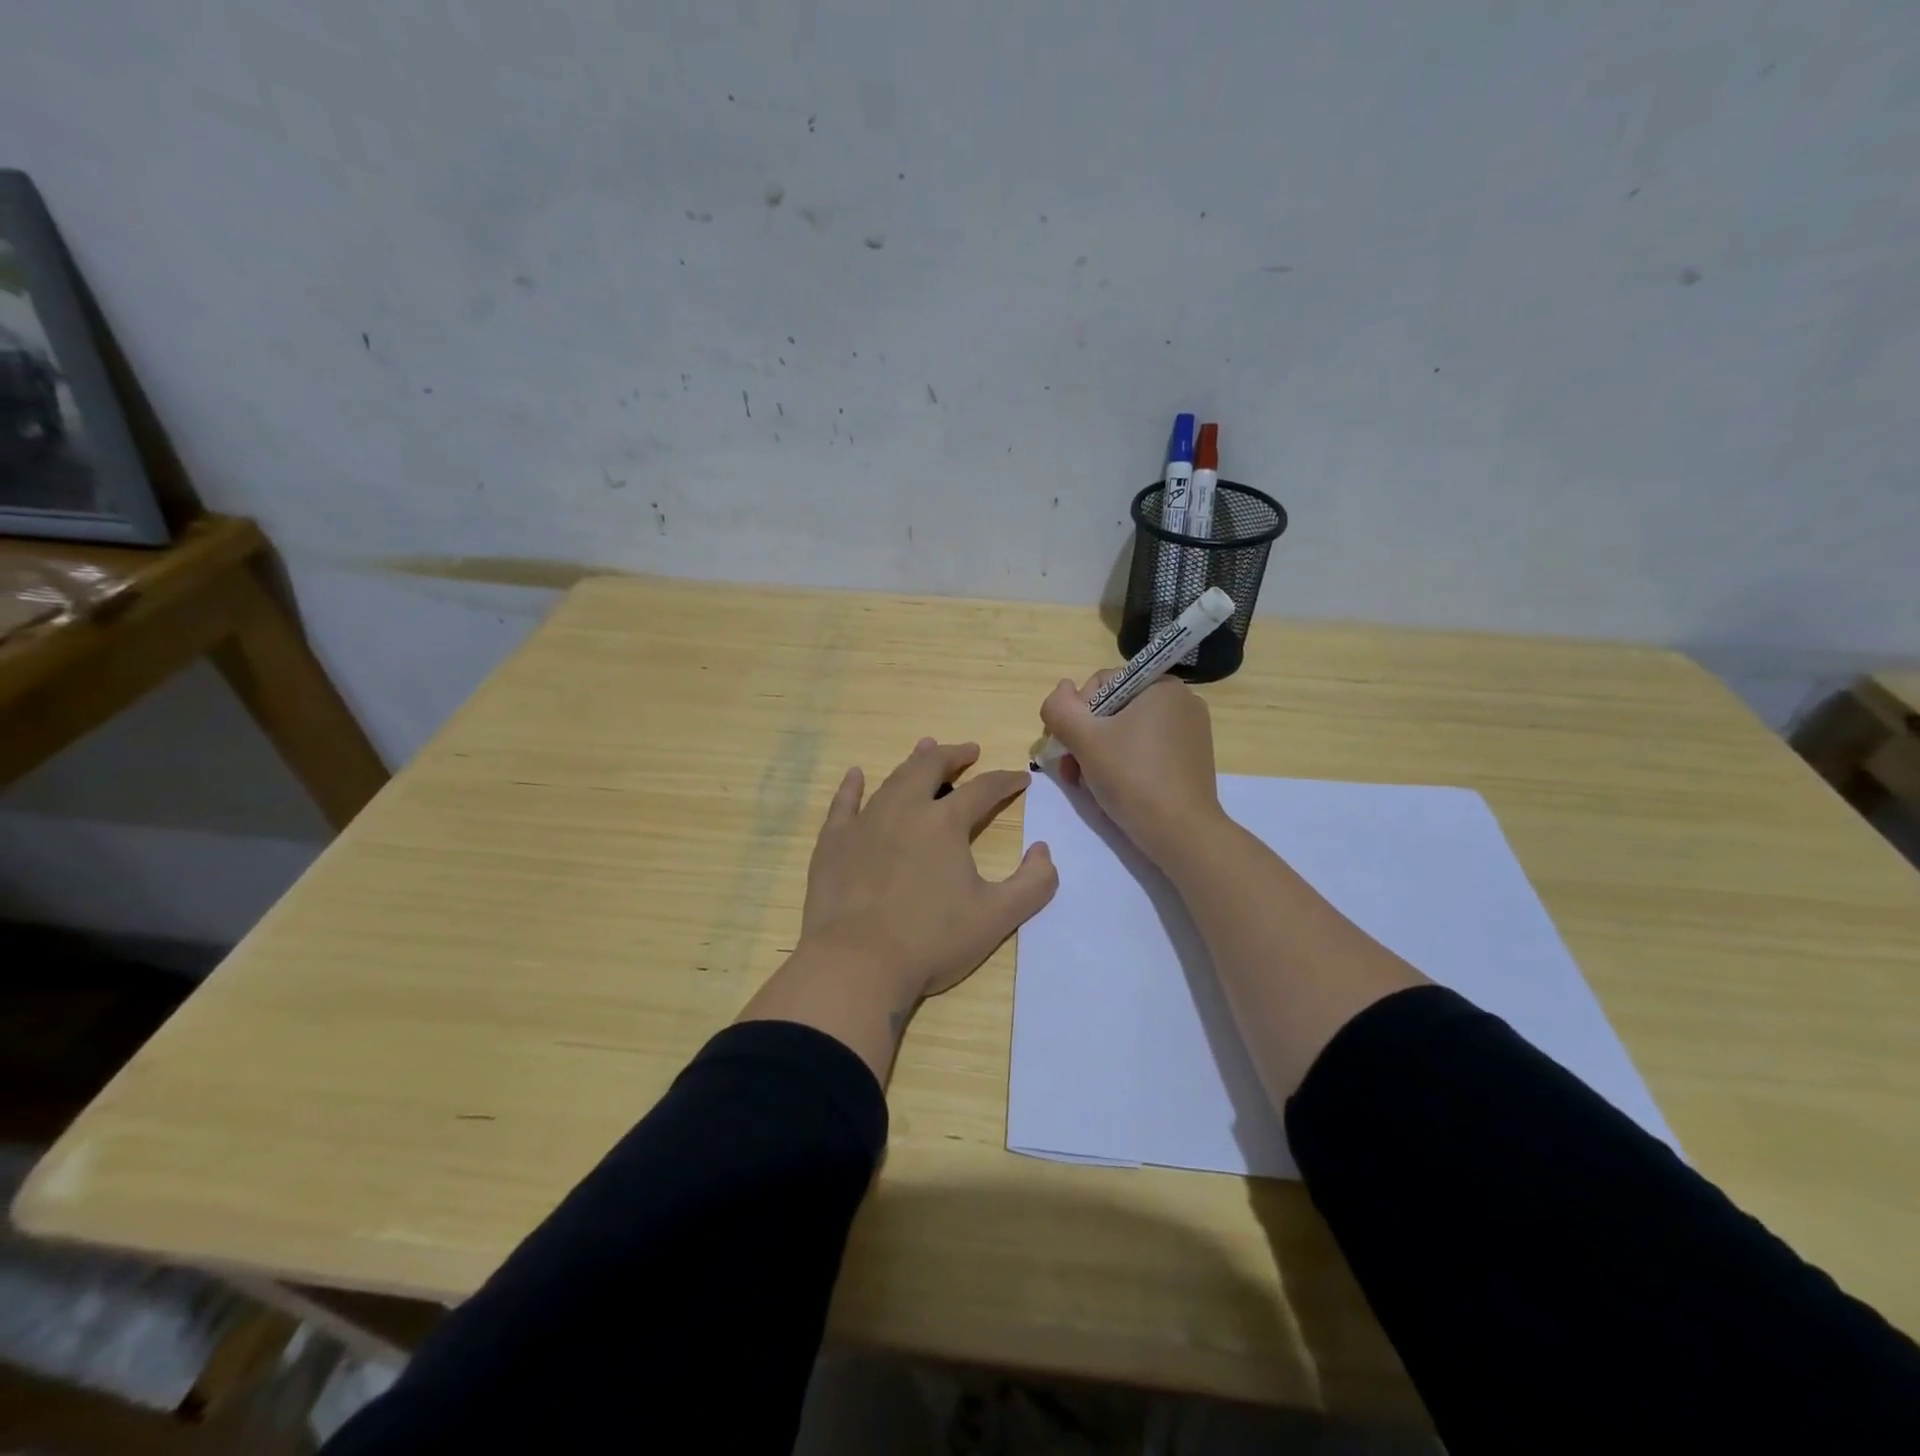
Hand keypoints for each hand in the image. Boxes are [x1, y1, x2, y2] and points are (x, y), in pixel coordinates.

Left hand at [796, 738, 1057, 1010]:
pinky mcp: (834, 841)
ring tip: (925, 749)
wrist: (857, 962)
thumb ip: (1032, 884)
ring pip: (892, 780)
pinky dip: (852, 786)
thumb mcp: (996, 918)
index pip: (983, 789)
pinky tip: (855, 775)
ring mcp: (865, 822)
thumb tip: (1043, 851)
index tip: (1020, 777)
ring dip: (913, 762)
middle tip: (968, 750)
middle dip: (954, 755)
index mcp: (945, 824)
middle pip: (931, 767)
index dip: (1005, 780)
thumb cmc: (931, 941)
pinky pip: (844, 803)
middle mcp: (905, 810)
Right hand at [1039, 673, 1224, 865]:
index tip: (1067, 745)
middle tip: (1071, 771)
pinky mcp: (1189, 761)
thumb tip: (1061, 690)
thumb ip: (1060, 708)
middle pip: (1113, 710)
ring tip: (1085, 784)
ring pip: (1126, 733)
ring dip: (1097, 755)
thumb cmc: (1132, 777)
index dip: (1076, 713)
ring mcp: (1189, 733)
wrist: (1181, 833)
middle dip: (1084, 739)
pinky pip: (1145, 751)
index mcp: (1162, 686)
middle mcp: (1181, 702)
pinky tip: (1110, 790)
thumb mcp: (1084, 739)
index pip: (1102, 684)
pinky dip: (1122, 765)